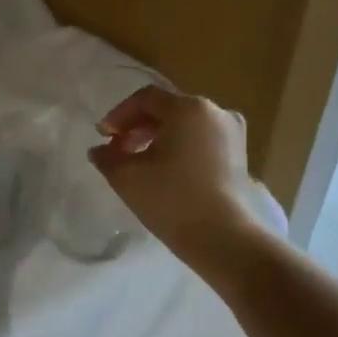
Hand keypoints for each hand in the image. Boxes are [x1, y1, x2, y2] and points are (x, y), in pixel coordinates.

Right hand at [89, 85, 259, 267]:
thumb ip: (107, 157)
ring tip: (137, 162)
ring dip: (157, 138)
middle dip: (137, 127)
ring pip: (185, 125)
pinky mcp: (238, 155)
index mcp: (189, 108)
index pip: (146, 98)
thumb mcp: (128, 177)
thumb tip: (99, 150)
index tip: (103, 136)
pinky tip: (164, 170)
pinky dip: (179, 148)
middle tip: (117, 150)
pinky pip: (201, 140)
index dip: (119, 114)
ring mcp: (231, 133)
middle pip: (167, 109)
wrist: (222, 238)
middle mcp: (215, 112)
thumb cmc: (171, 200)